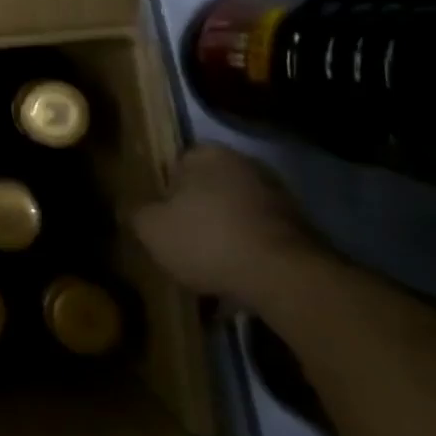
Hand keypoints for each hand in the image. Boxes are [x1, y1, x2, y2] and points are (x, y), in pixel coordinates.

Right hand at [130, 143, 320, 302]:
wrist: (286, 279)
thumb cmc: (207, 240)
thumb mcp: (151, 229)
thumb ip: (136, 212)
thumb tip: (132, 207)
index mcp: (206, 154)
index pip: (175, 164)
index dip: (164, 193)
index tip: (159, 219)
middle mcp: (244, 164)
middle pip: (209, 189)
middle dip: (197, 213)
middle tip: (182, 243)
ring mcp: (279, 196)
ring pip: (237, 214)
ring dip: (226, 235)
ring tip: (210, 270)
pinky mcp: (304, 230)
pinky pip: (262, 238)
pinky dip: (250, 254)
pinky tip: (238, 280)